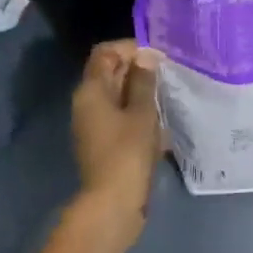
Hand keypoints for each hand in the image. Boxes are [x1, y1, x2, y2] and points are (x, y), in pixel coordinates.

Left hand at [70, 39, 161, 243]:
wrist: (113, 205)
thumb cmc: (127, 153)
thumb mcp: (142, 112)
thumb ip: (144, 81)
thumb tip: (145, 56)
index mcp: (90, 90)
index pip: (105, 53)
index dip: (129, 48)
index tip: (156, 55)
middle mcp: (86, 103)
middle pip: (108, 73)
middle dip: (137, 69)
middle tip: (167, 73)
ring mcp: (92, 124)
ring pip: (116, 95)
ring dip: (139, 91)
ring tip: (167, 94)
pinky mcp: (102, 142)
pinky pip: (119, 116)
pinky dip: (137, 112)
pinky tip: (160, 120)